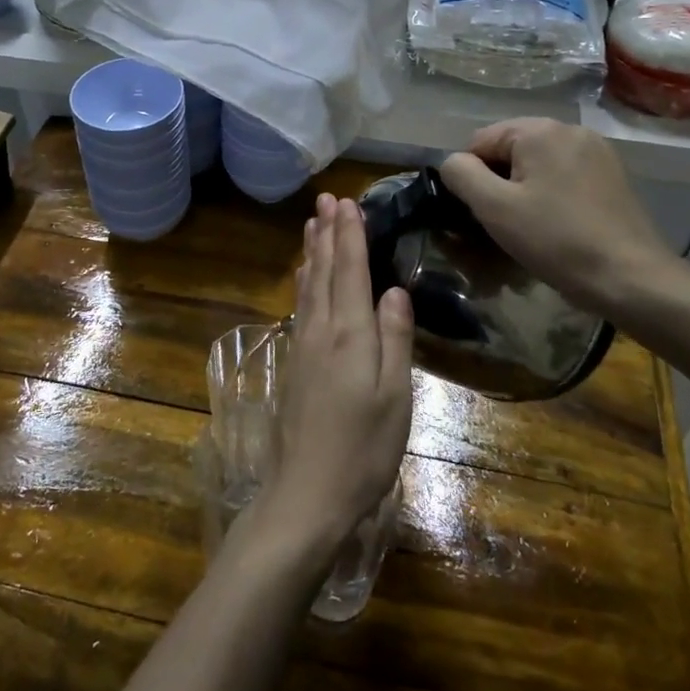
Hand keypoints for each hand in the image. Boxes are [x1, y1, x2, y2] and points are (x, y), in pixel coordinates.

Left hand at [259, 194, 413, 556]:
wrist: (308, 492)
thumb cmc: (363, 448)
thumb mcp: (395, 396)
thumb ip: (394, 338)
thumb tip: (394, 289)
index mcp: (350, 335)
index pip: (351, 272)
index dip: (351, 236)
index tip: (348, 203)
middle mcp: (321, 331)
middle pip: (325, 271)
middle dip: (328, 233)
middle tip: (326, 199)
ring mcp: (303, 347)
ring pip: (308, 286)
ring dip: (313, 252)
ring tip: (312, 224)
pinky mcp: (294, 364)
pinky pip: (300, 306)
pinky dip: (304, 282)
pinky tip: (304, 278)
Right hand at [438, 117, 679, 319]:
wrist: (629, 277)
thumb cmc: (555, 240)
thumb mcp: (494, 208)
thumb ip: (461, 174)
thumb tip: (453, 162)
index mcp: (539, 130)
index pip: (479, 141)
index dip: (470, 176)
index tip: (480, 212)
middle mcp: (570, 129)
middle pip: (510, 149)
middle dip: (498, 182)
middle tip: (502, 222)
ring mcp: (596, 151)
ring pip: (537, 164)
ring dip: (523, 189)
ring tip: (528, 227)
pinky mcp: (611, 174)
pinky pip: (563, 175)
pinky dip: (549, 194)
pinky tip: (556, 224)